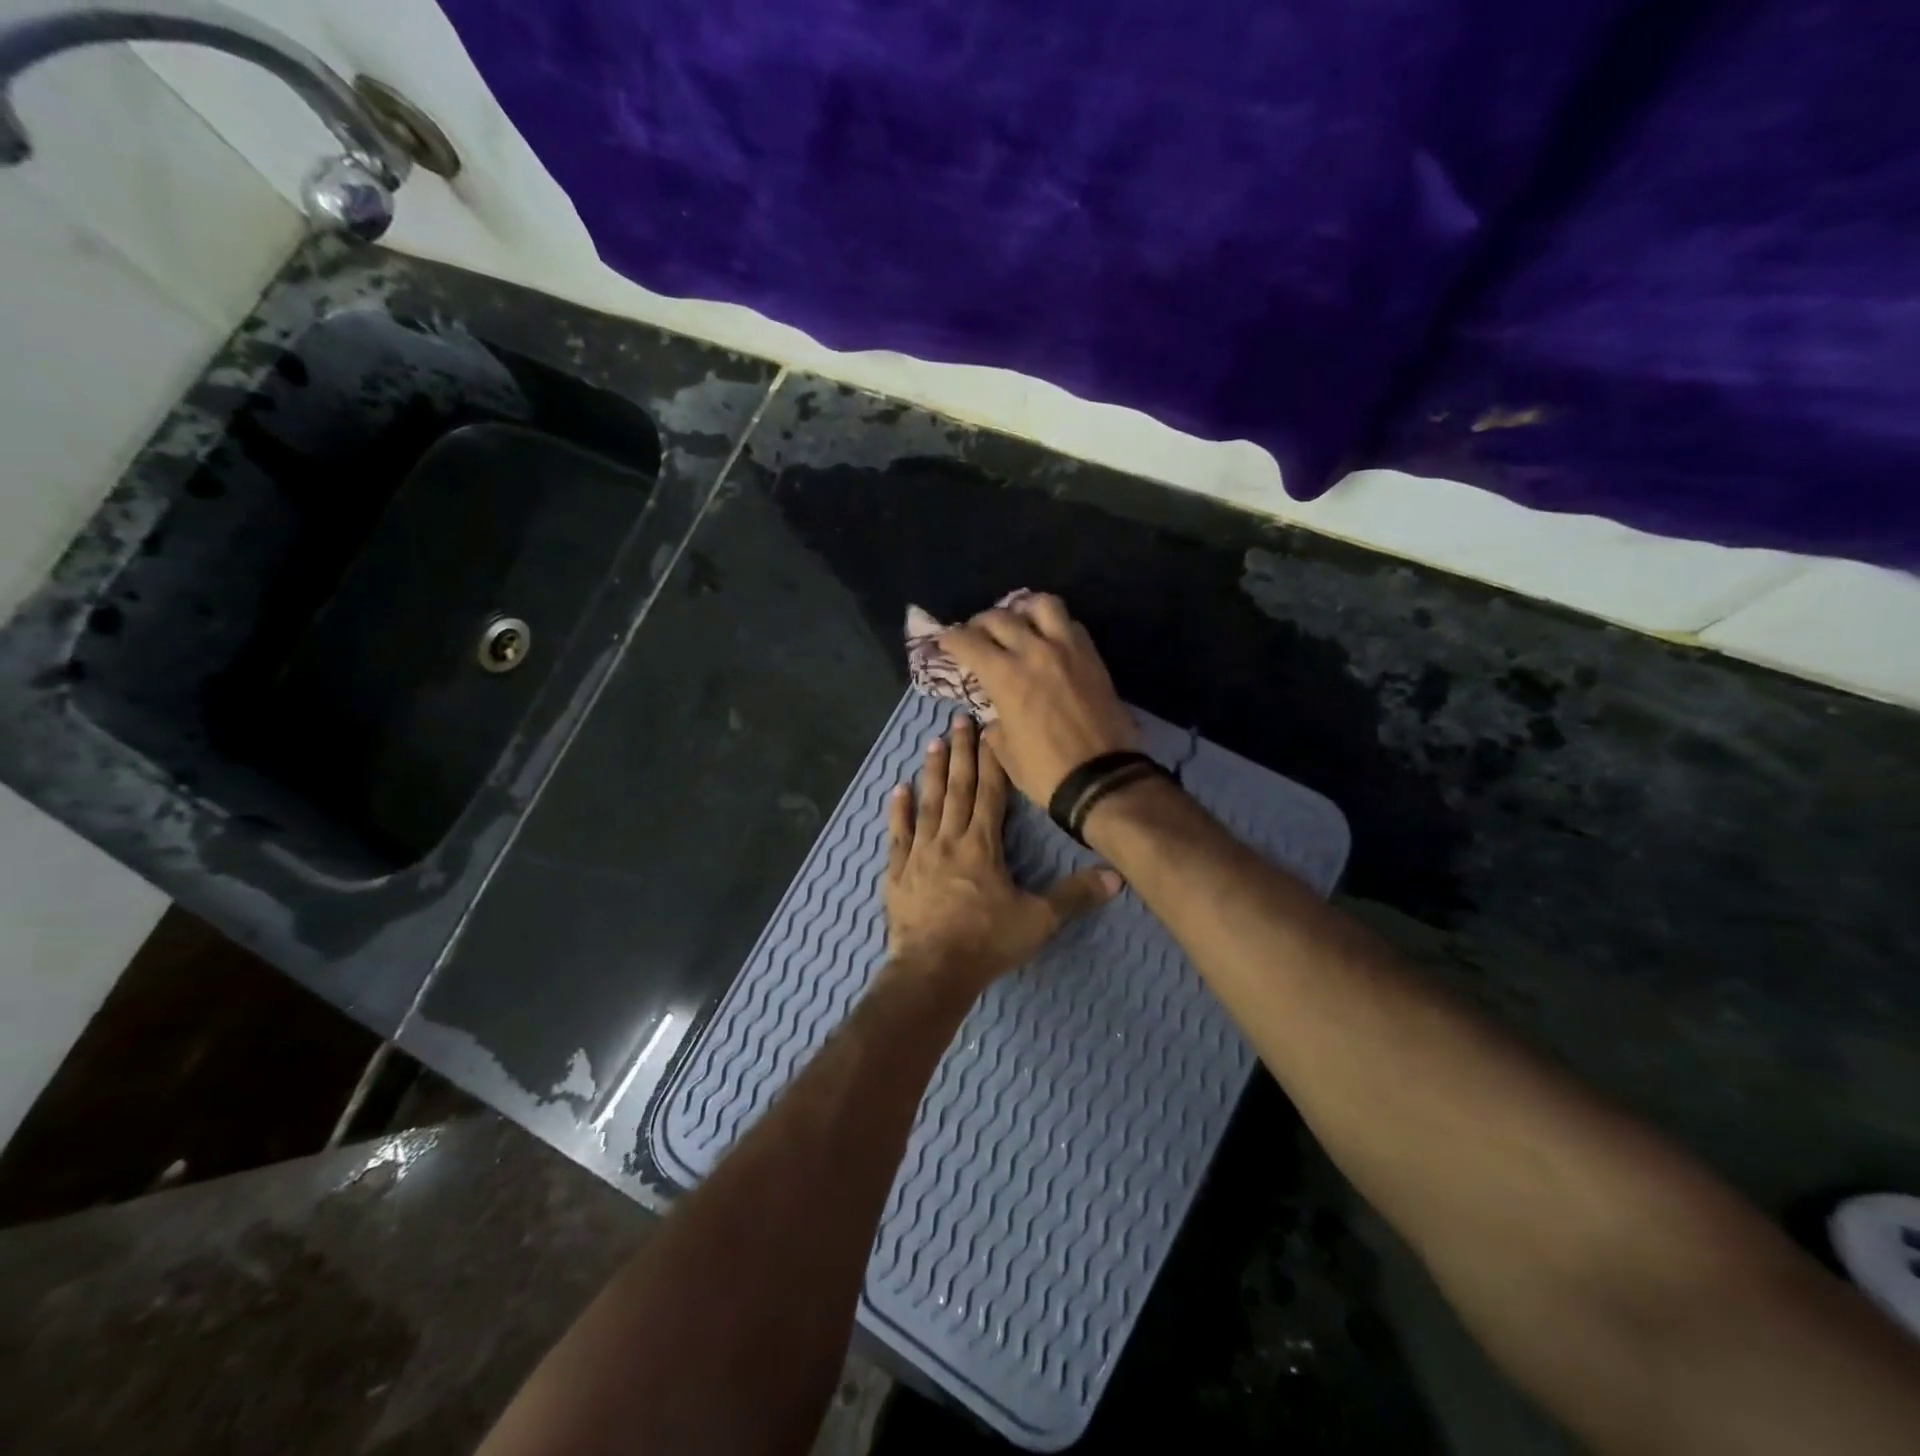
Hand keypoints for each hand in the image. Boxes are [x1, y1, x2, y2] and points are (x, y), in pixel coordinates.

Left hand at [884, 715, 1119, 997]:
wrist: (931, 971)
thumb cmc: (986, 942)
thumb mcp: (1038, 921)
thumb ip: (1075, 895)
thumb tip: (1118, 876)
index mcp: (982, 844)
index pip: (990, 792)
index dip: (992, 760)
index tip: (990, 730)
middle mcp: (949, 839)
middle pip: (957, 788)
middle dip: (961, 753)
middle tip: (958, 720)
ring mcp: (919, 854)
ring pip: (927, 804)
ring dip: (932, 772)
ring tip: (933, 743)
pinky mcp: (897, 872)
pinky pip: (897, 835)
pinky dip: (898, 811)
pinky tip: (898, 789)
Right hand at [938, 593, 1138, 805]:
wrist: (1103, 780)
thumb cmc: (1046, 772)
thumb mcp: (1005, 752)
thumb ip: (995, 722)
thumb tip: (996, 712)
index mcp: (1006, 676)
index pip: (968, 642)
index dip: (950, 638)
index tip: (944, 641)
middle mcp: (1035, 652)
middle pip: (1001, 617)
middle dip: (980, 623)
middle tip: (976, 634)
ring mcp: (1068, 650)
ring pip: (1042, 604)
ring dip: (1023, 608)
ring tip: (1018, 620)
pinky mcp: (1093, 657)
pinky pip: (1071, 624)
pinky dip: (1054, 624)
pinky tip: (1048, 639)